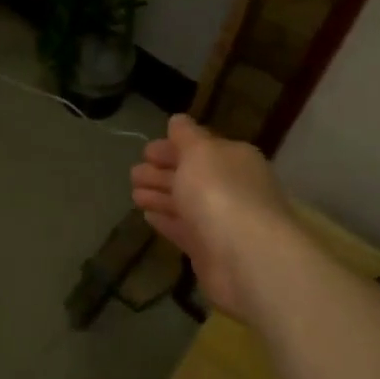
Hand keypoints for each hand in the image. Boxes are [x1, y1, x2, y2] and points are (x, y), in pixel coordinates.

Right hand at [129, 115, 296, 319]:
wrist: (246, 257)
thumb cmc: (220, 192)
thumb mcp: (200, 151)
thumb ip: (186, 135)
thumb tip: (178, 120)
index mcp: (234, 160)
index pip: (200, 148)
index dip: (172, 147)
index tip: (145, 151)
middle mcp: (231, 188)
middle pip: (192, 176)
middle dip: (162, 172)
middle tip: (133, 173)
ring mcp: (221, 221)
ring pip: (185, 203)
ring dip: (160, 196)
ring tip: (134, 194)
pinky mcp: (210, 251)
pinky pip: (184, 230)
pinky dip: (166, 221)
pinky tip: (148, 216)